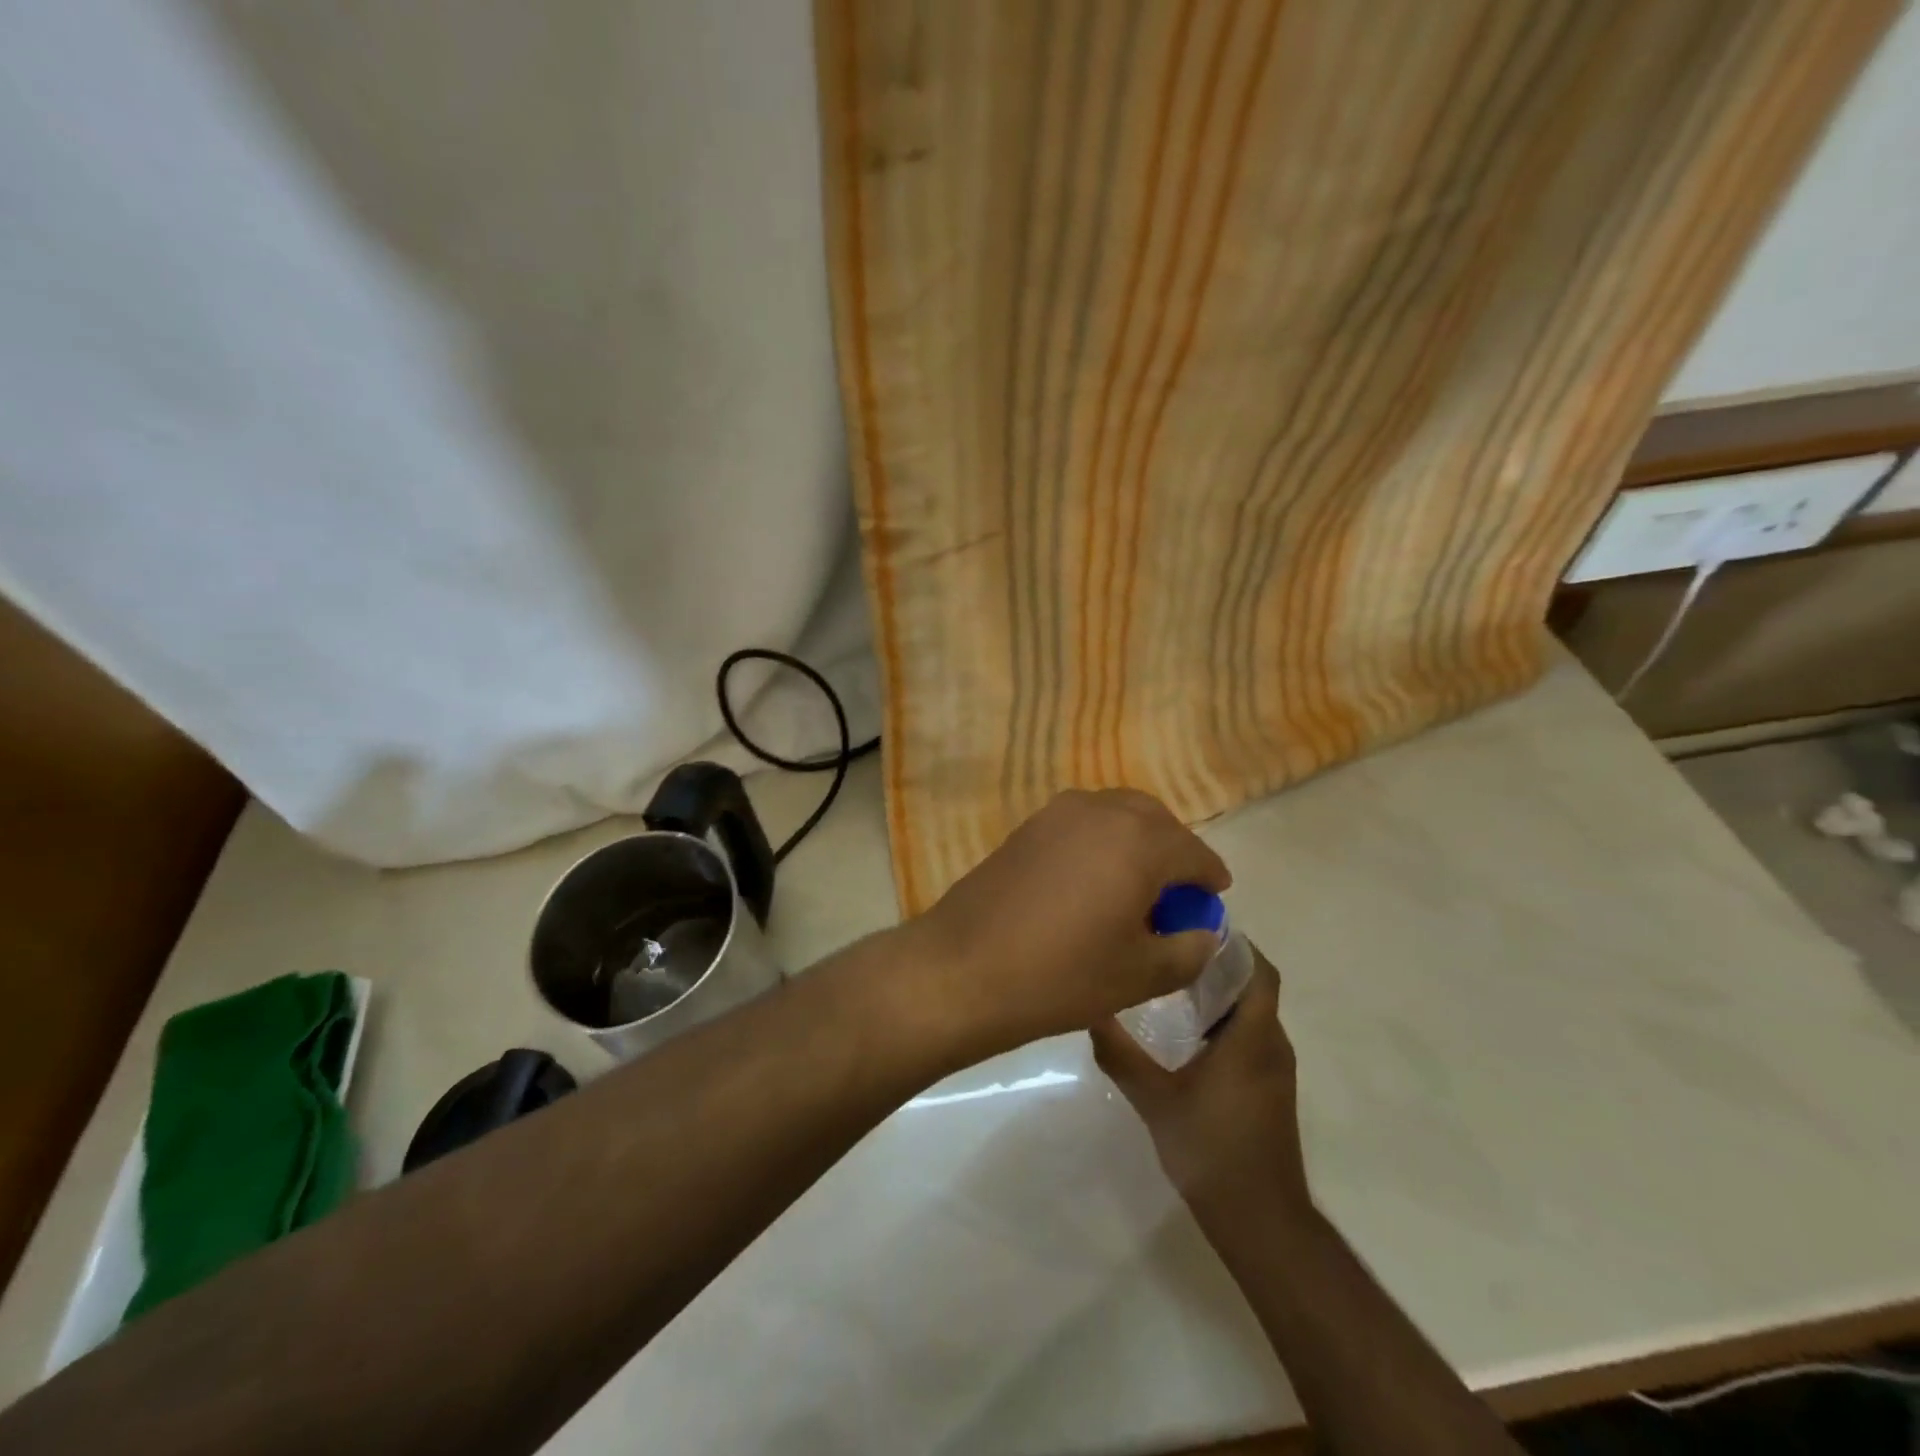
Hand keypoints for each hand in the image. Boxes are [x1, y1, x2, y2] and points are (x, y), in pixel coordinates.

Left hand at [906, 789, 1229, 1055]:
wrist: (964, 967)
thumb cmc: (1061, 975)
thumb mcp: (1141, 975)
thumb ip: (1189, 950)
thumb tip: (1202, 932)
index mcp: (1139, 841)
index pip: (1193, 852)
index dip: (1209, 878)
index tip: (1214, 898)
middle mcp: (1101, 811)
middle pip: (1156, 821)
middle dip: (1175, 851)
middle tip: (1177, 892)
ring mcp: (1057, 813)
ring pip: (1116, 814)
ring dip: (1137, 840)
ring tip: (1136, 884)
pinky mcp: (1027, 827)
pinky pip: (1082, 822)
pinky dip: (1101, 840)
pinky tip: (1093, 880)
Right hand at [1090, 948, 1311, 1223]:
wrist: (1261, 1220)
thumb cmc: (1211, 1151)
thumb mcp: (1155, 1100)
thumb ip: (1121, 1055)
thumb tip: (1091, 1011)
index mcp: (1252, 1037)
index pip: (1258, 970)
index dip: (1234, 943)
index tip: (1193, 925)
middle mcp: (1271, 1044)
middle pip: (1254, 985)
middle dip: (1218, 962)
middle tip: (1169, 948)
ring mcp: (1274, 1069)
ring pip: (1252, 1012)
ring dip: (1220, 991)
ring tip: (1171, 980)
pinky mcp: (1269, 1089)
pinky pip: (1250, 1035)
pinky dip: (1224, 1020)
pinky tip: (1186, 1031)